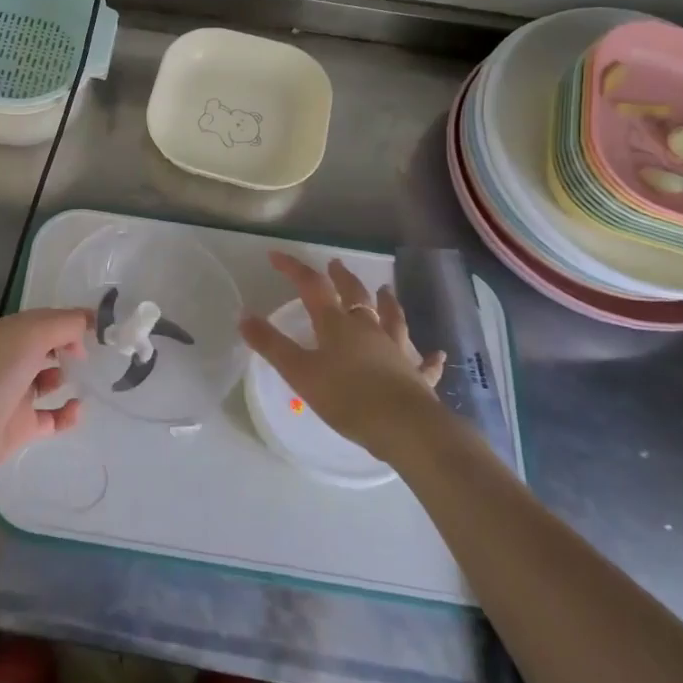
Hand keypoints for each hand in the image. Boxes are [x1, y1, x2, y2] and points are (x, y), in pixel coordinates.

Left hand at [0, 308, 91, 483]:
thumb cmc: (0, 371)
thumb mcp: (34, 334)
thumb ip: (66, 323)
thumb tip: (88, 322)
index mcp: (13, 333)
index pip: (48, 319)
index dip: (73, 320)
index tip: (101, 327)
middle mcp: (14, 359)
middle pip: (49, 346)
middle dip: (71, 346)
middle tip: (91, 353)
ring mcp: (18, 392)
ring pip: (49, 380)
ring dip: (67, 377)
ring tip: (82, 378)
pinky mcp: (23, 424)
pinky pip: (52, 417)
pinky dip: (67, 414)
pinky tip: (77, 409)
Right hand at [239, 252, 444, 461]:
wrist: (405, 427)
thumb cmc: (347, 397)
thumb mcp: (300, 372)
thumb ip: (271, 345)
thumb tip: (244, 316)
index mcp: (337, 325)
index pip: (312, 286)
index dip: (293, 268)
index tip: (275, 256)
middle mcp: (368, 329)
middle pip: (355, 295)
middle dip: (342, 278)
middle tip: (336, 264)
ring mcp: (396, 350)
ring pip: (392, 319)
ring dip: (388, 303)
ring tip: (386, 290)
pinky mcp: (416, 376)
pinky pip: (423, 363)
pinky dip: (429, 357)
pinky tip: (437, 354)